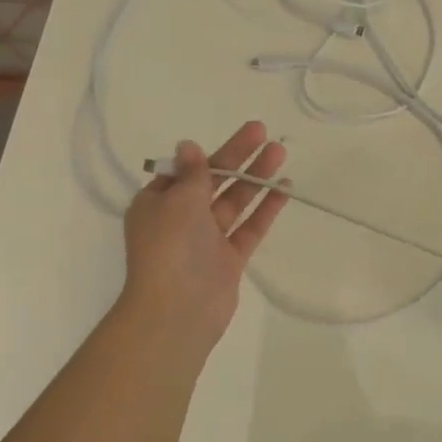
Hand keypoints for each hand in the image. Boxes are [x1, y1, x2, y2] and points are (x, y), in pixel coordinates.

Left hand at [120, 122, 289, 345]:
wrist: (178, 309)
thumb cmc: (170, 247)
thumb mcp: (178, 201)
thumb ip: (193, 173)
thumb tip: (188, 145)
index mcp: (156, 204)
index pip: (185, 171)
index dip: (210, 152)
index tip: (236, 137)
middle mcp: (180, 220)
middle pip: (213, 182)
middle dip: (238, 157)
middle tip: (263, 132)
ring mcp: (206, 240)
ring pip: (234, 202)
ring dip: (255, 177)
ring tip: (280, 153)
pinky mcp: (229, 259)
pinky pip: (249, 227)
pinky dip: (265, 208)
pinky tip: (284, 188)